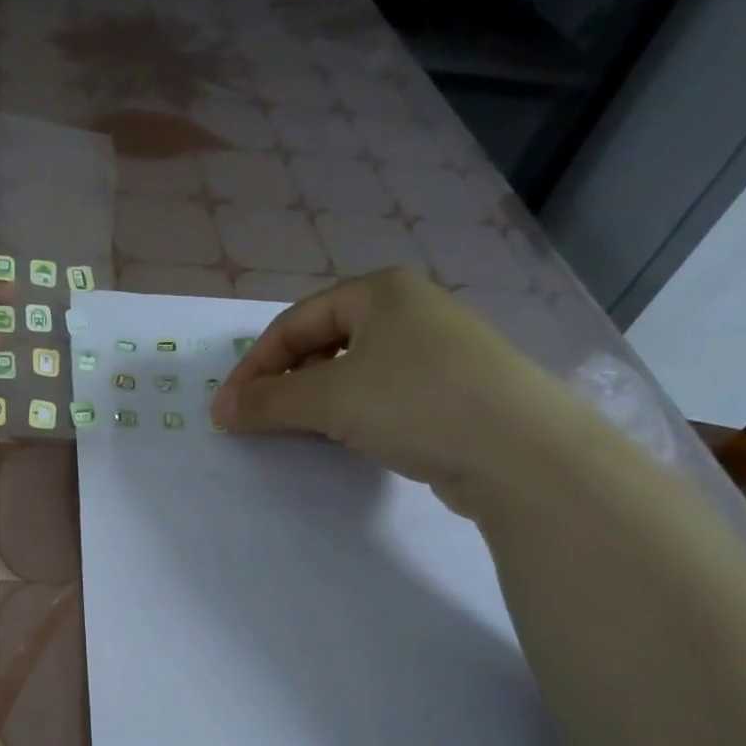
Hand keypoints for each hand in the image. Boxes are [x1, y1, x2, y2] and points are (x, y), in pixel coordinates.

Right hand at [210, 267, 571, 511]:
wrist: (523, 453)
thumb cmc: (416, 402)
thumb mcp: (329, 398)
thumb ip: (268, 401)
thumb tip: (223, 411)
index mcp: (380, 292)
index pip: (294, 323)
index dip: (253, 366)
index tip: (228, 409)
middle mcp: (410, 311)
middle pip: (323, 343)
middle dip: (284, 381)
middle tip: (259, 419)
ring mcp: (437, 351)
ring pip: (354, 371)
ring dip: (317, 400)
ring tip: (297, 431)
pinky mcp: (454, 391)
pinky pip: (384, 395)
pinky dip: (354, 414)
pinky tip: (348, 439)